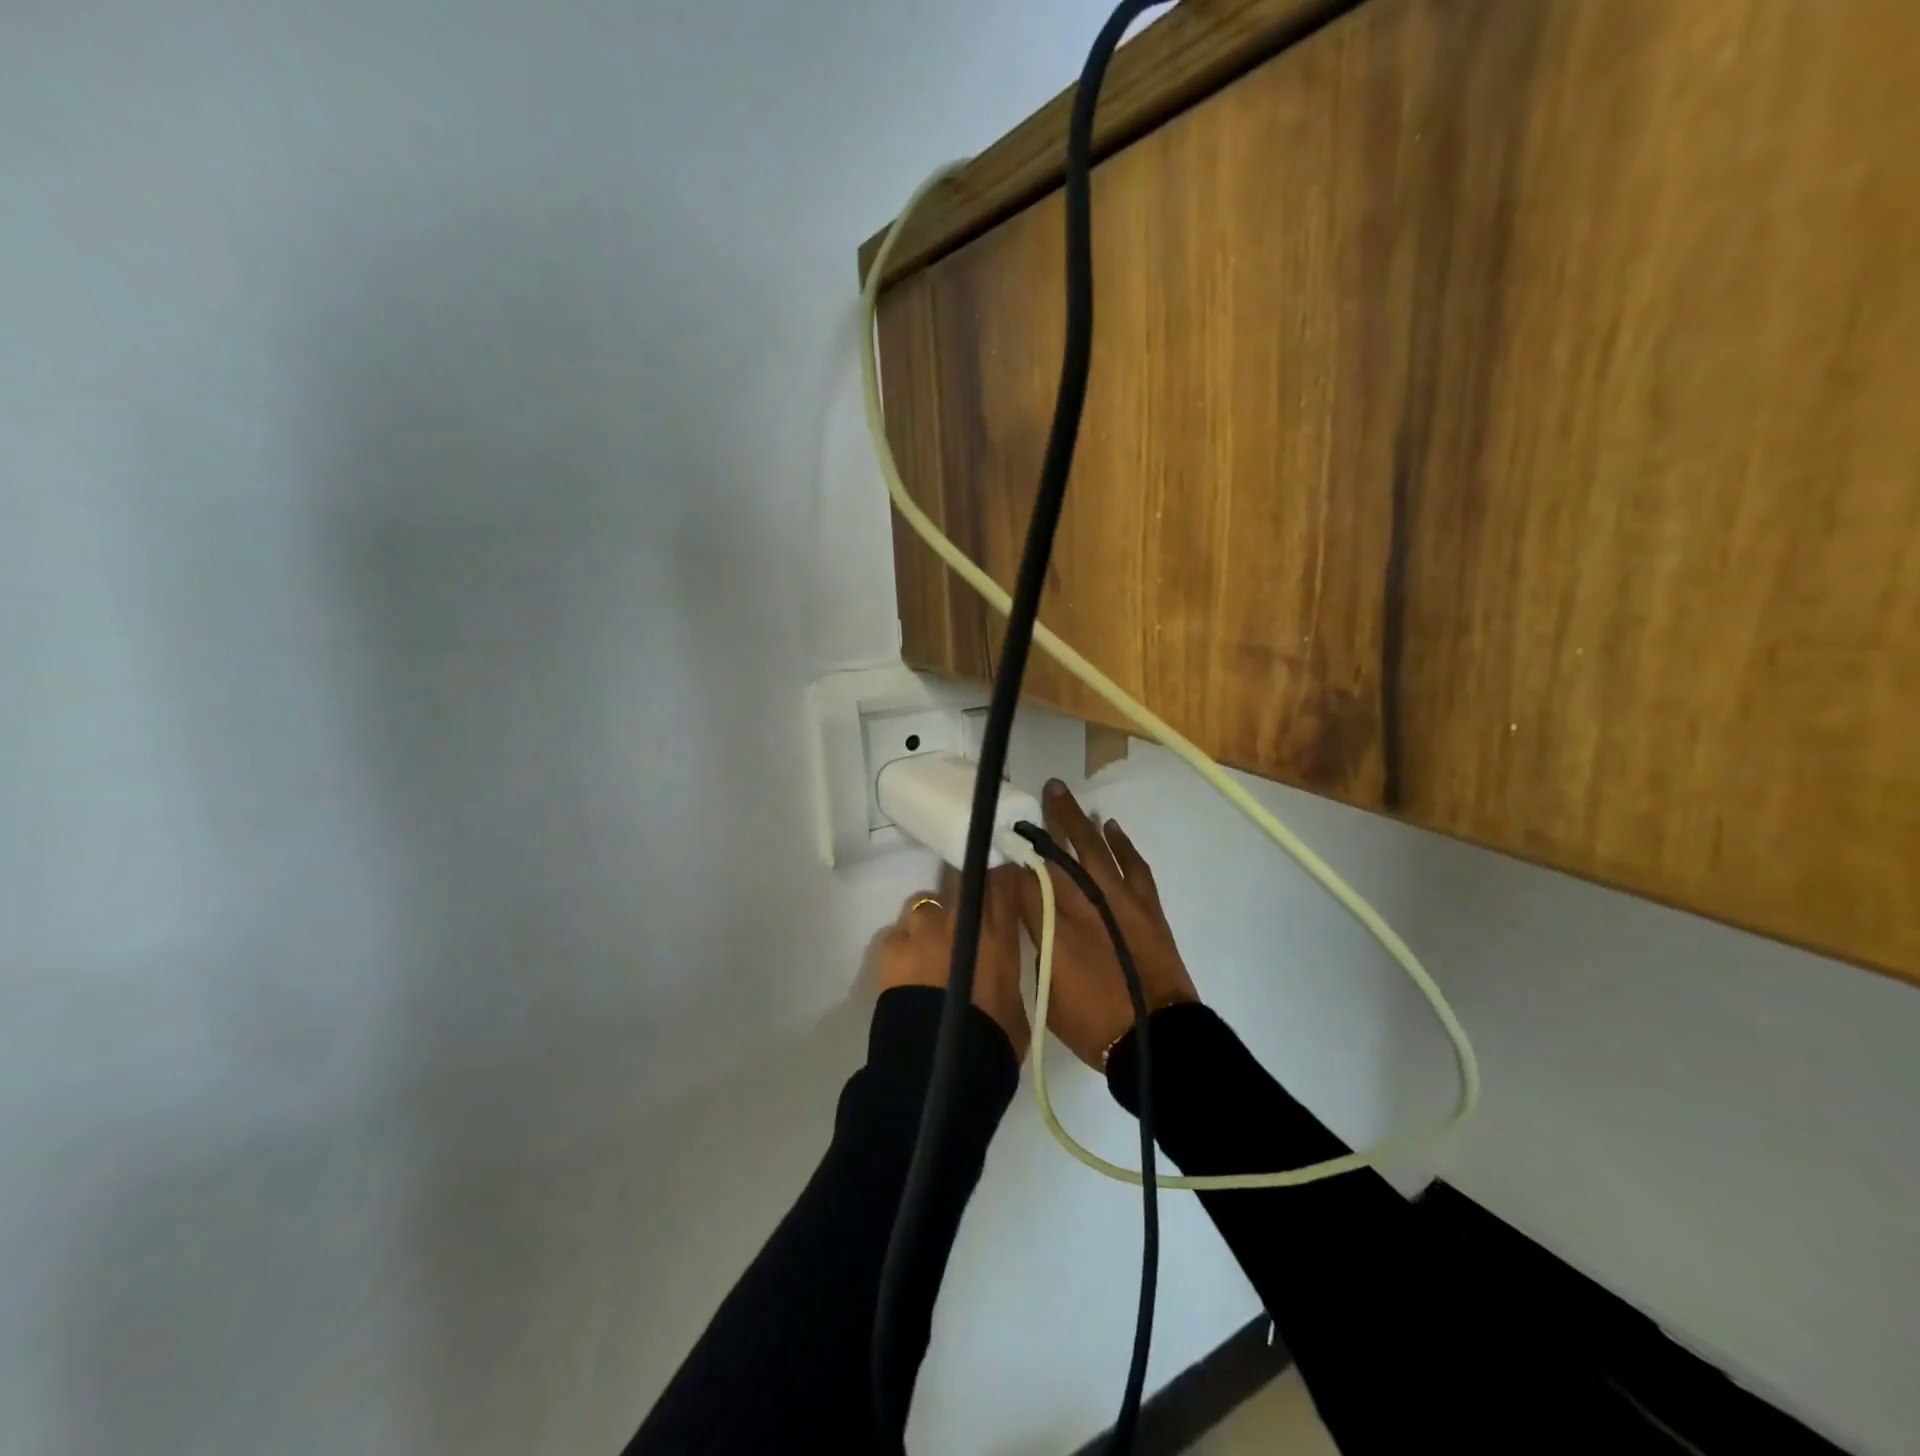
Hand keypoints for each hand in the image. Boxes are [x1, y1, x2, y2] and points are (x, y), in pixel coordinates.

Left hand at [877, 864, 1030, 1060]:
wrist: (937, 1070)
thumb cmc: (991, 1042)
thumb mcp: (1015, 1005)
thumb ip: (1005, 972)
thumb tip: (997, 968)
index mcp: (997, 934)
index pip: (1001, 881)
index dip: (1001, 880)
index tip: (1002, 884)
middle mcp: (959, 920)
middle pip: (962, 883)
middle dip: (965, 897)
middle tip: (966, 922)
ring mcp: (921, 930)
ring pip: (927, 906)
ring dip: (931, 923)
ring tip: (931, 950)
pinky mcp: (891, 947)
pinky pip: (899, 935)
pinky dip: (904, 947)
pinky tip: (906, 969)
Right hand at [1017, 781, 1197, 1069]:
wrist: (1154, 1036)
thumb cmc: (1091, 1023)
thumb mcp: (1045, 988)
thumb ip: (1035, 943)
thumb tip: (1028, 913)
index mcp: (1051, 926)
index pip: (1022, 879)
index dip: (1009, 856)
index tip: (999, 836)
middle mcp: (1082, 903)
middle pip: (1056, 852)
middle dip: (1040, 823)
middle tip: (1028, 796)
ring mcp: (1117, 899)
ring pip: (1093, 847)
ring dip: (1076, 818)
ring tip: (1060, 793)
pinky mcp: (1145, 904)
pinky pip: (1132, 863)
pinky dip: (1121, 843)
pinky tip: (1110, 826)